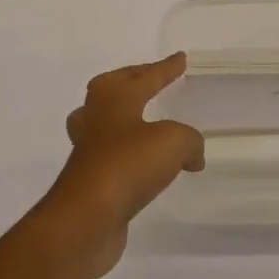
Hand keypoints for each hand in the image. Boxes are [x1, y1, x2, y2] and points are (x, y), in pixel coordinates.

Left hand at [33, 53, 203, 278]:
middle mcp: (96, 118)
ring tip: (143, 122)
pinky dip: (131, 156)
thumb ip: (189, 140)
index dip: (165, 68)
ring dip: (124, 118)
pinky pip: (113, 158)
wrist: (85, 220)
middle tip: (150, 80)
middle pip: (112, 90)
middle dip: (132, 82)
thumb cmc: (127, 165)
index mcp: (114, 98)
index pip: (145, 76)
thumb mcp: (173, 142)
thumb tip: (192, 155)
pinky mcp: (90, 182)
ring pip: (105, 123)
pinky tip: (147, 166)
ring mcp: (89, 150)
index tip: (181, 58)